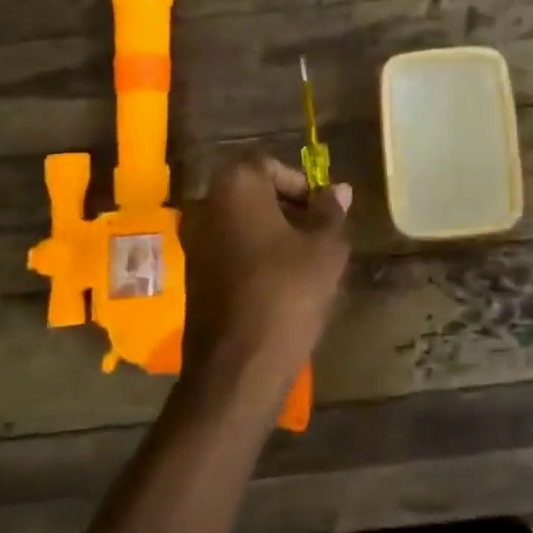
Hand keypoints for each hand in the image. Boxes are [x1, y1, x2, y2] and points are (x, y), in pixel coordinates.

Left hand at [178, 156, 352, 410]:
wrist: (237, 367)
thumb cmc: (287, 294)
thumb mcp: (325, 250)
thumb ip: (331, 212)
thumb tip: (339, 189)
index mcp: (236, 187)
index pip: (269, 165)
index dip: (301, 184)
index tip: (323, 209)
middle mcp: (207, 205)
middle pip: (252, 192)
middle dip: (288, 207)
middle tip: (319, 232)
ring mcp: (195, 241)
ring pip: (241, 222)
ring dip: (272, 232)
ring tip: (305, 259)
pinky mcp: (193, 274)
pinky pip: (229, 248)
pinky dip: (254, 254)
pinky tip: (280, 281)